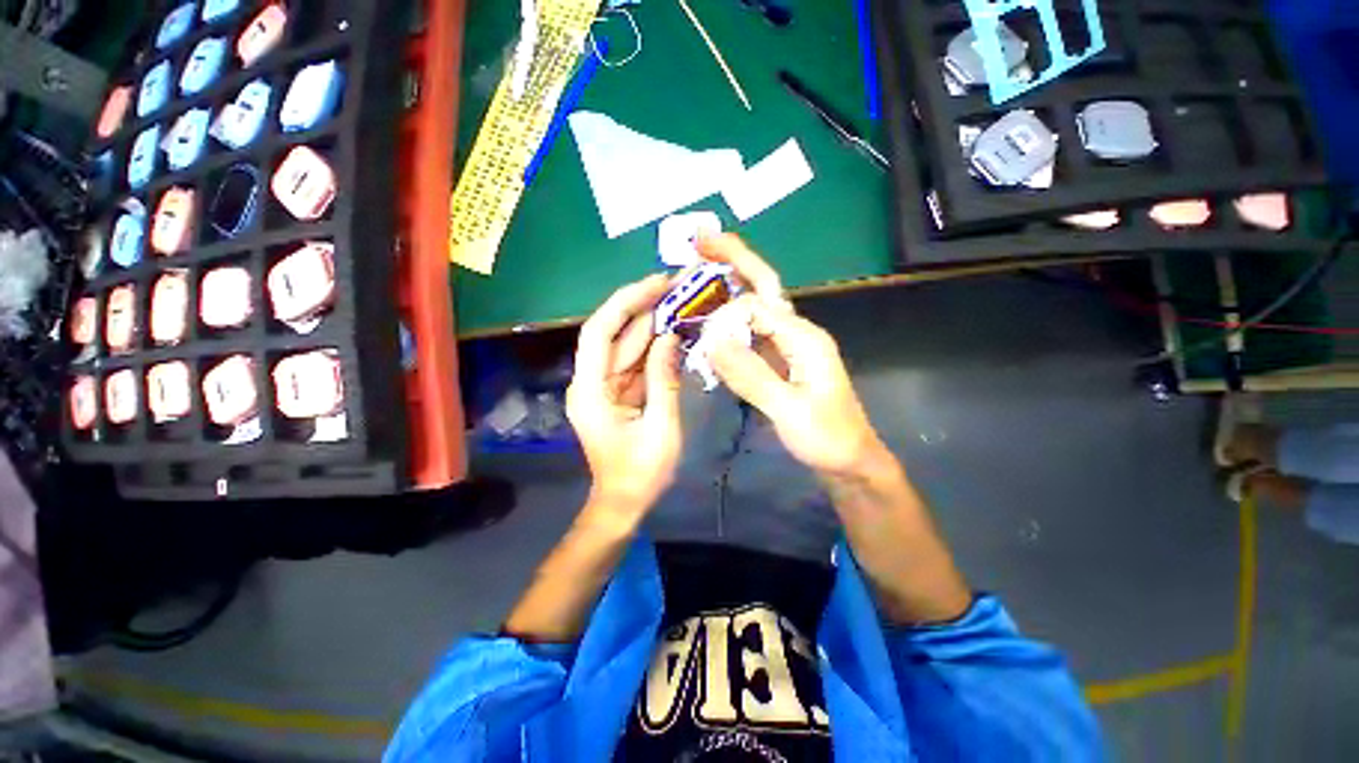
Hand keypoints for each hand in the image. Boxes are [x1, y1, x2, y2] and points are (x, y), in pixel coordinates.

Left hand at [567, 275, 683, 513]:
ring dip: (653, 325)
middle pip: (614, 334)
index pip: (599, 332)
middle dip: (645, 308)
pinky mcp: (617, 392)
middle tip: (678, 287)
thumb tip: (671, 337)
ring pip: (627, 346)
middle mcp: (590, 381)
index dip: (625, 303)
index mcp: (590, 391)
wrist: (624, 503)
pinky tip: (677, 333)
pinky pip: (636, 363)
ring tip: (682, 302)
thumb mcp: (660, 428)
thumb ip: (664, 380)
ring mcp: (604, 386)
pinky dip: (655, 348)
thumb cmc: (640, 474)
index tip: (656, 284)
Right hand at [700, 237, 881, 475]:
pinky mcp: (778, 359)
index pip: (755, 307)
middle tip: (699, 240)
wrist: (847, 459)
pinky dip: (728, 320)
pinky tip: (711, 319)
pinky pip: (750, 331)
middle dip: (733, 259)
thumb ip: (751, 375)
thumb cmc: (826, 437)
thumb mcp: (790, 410)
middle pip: (762, 285)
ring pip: (754, 305)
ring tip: (699, 270)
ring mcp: (787, 344)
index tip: (703, 341)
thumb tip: (712, 339)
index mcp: (803, 337)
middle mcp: (795, 331)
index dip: (725, 317)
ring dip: (728, 284)